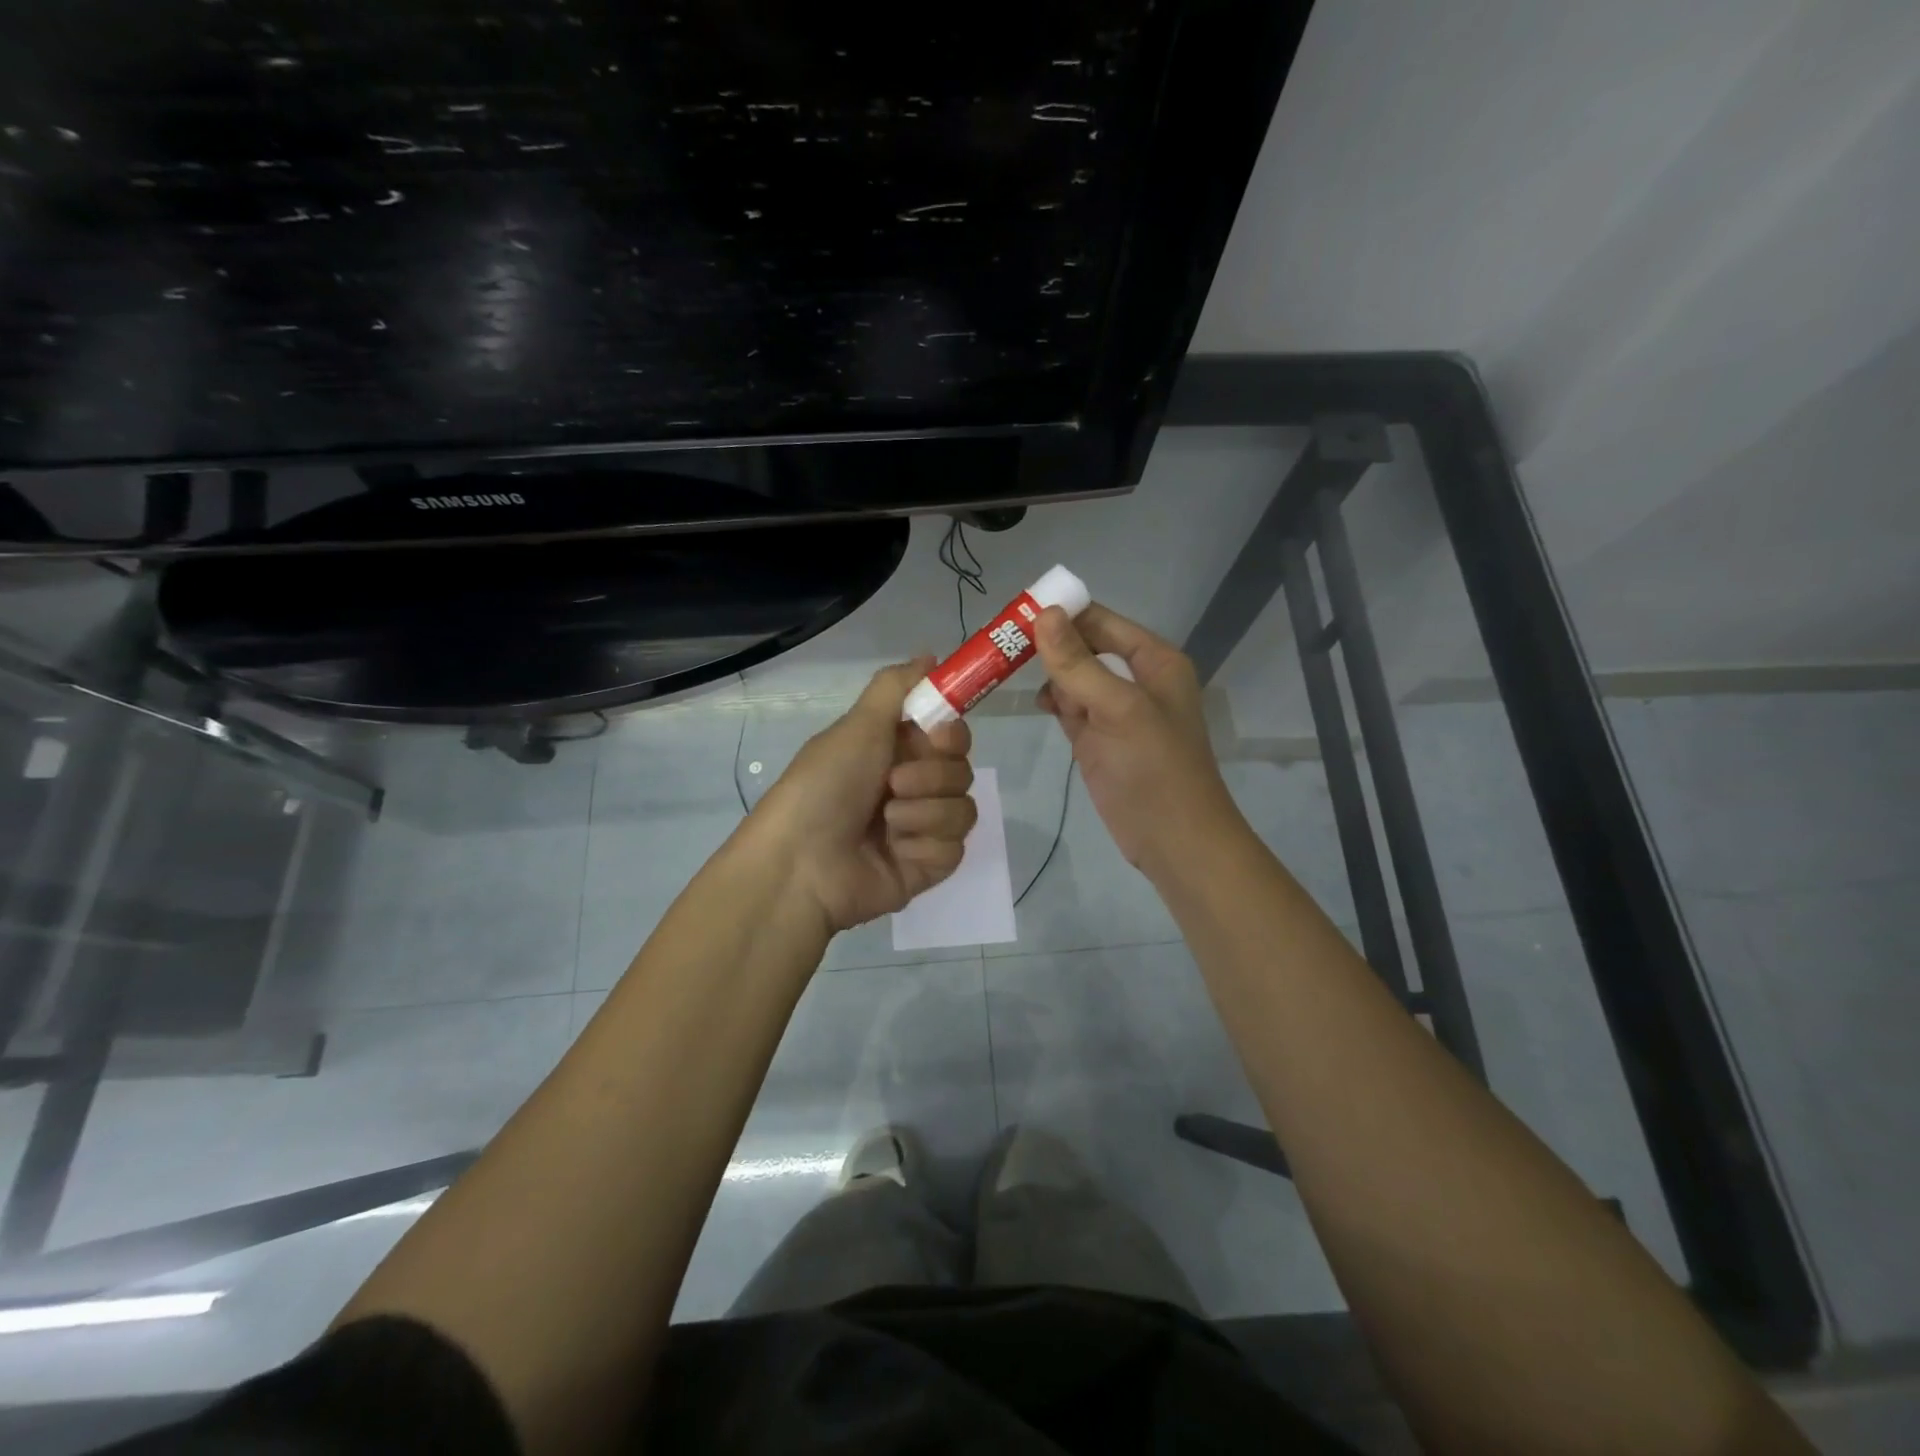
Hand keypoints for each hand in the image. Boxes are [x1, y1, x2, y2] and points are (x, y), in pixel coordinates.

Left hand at [750, 659, 976, 931]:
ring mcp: (921, 828)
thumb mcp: (857, 726)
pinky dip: (924, 846)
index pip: (950, 734)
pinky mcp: (927, 867)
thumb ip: (897, 687)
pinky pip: (955, 849)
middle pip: (962, 770)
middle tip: (894, 783)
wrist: (801, 865)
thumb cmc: (824, 786)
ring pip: (963, 809)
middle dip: (931, 776)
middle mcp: (912, 786)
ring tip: (886, 823)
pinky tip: (894, 851)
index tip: (936, 736)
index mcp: (894, 751)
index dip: (950, 733)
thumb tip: (931, 654)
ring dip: (924, 812)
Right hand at [1034, 604, 1242, 875]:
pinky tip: (1038, 705)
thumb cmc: (1153, 769)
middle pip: (1085, 647)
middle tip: (1001, 643)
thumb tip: (1045, 613)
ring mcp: (1116, 711)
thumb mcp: (1117, 708)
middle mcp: (1136, 679)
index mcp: (1154, 661)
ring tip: (1009, 672)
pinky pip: (1072, 708)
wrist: (1173, 840)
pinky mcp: (1099, 740)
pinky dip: (1055, 703)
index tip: (1015, 613)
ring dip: (1049, 676)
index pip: (1101, 621)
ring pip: (1074, 678)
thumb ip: (1078, 663)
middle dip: (1049, 646)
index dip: (1062, 614)